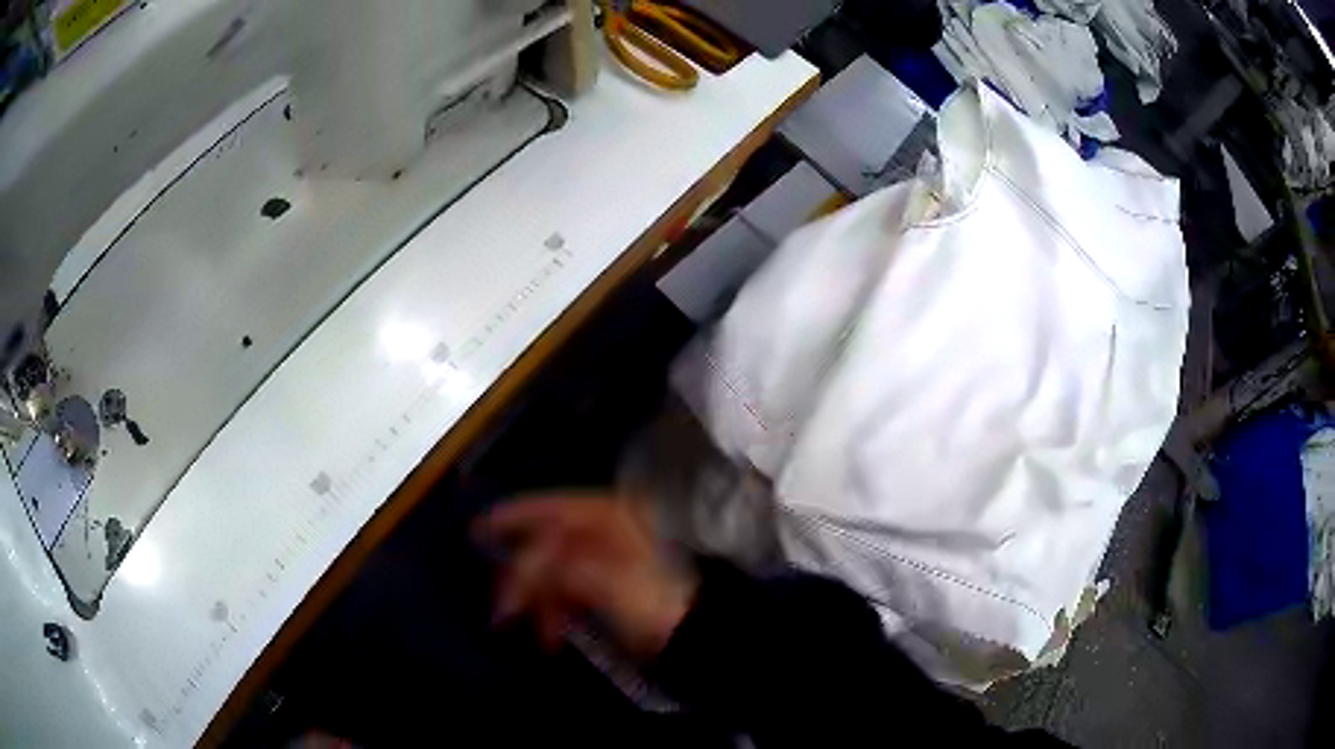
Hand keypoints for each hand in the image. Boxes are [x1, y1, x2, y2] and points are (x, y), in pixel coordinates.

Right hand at [474, 493, 696, 659]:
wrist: (691, 636)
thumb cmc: (655, 602)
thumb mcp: (609, 582)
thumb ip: (561, 568)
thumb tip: (524, 568)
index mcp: (612, 518)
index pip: (555, 508)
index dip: (515, 515)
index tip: (480, 529)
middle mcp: (606, 531)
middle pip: (548, 544)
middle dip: (522, 578)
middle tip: (502, 608)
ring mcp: (604, 559)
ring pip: (553, 573)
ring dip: (538, 603)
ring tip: (538, 634)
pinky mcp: (603, 587)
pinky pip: (565, 593)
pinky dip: (553, 613)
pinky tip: (550, 635)